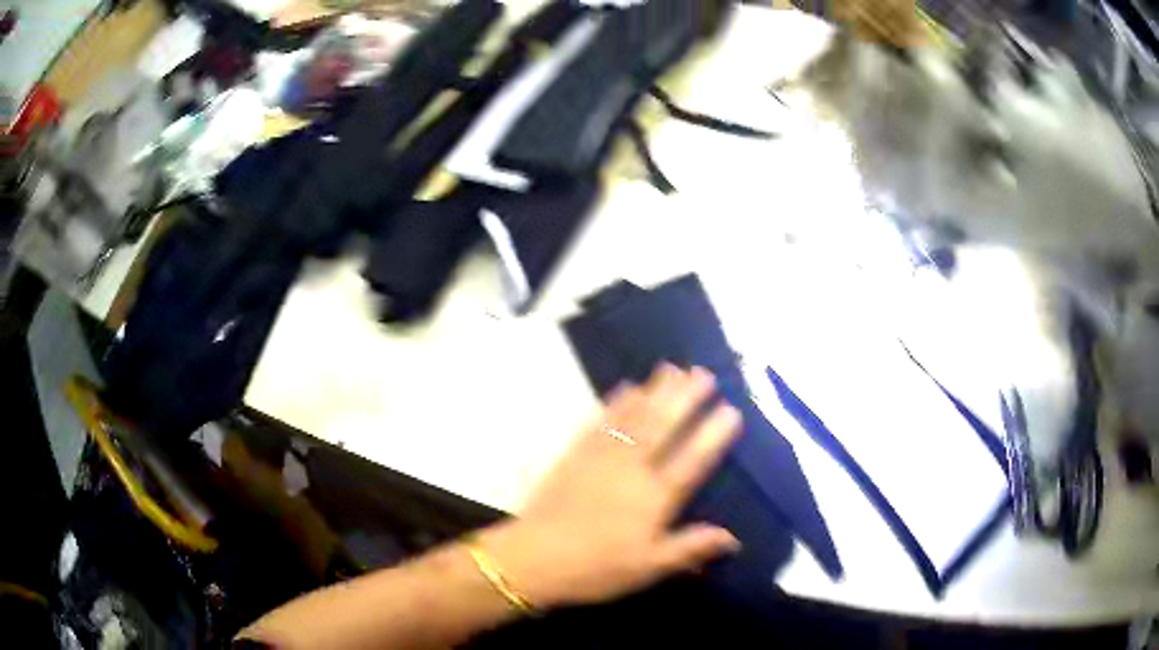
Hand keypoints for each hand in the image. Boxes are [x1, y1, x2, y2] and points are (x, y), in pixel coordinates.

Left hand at [476, 364, 742, 608]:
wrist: (534, 559)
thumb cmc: (597, 568)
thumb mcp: (649, 568)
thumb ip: (691, 548)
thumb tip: (734, 538)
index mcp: (654, 498)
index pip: (692, 461)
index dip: (712, 436)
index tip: (732, 410)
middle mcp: (631, 470)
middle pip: (663, 428)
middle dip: (686, 399)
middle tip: (704, 373)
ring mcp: (601, 458)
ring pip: (634, 417)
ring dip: (655, 391)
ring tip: (672, 368)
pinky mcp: (574, 455)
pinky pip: (600, 422)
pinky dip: (615, 402)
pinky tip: (626, 387)